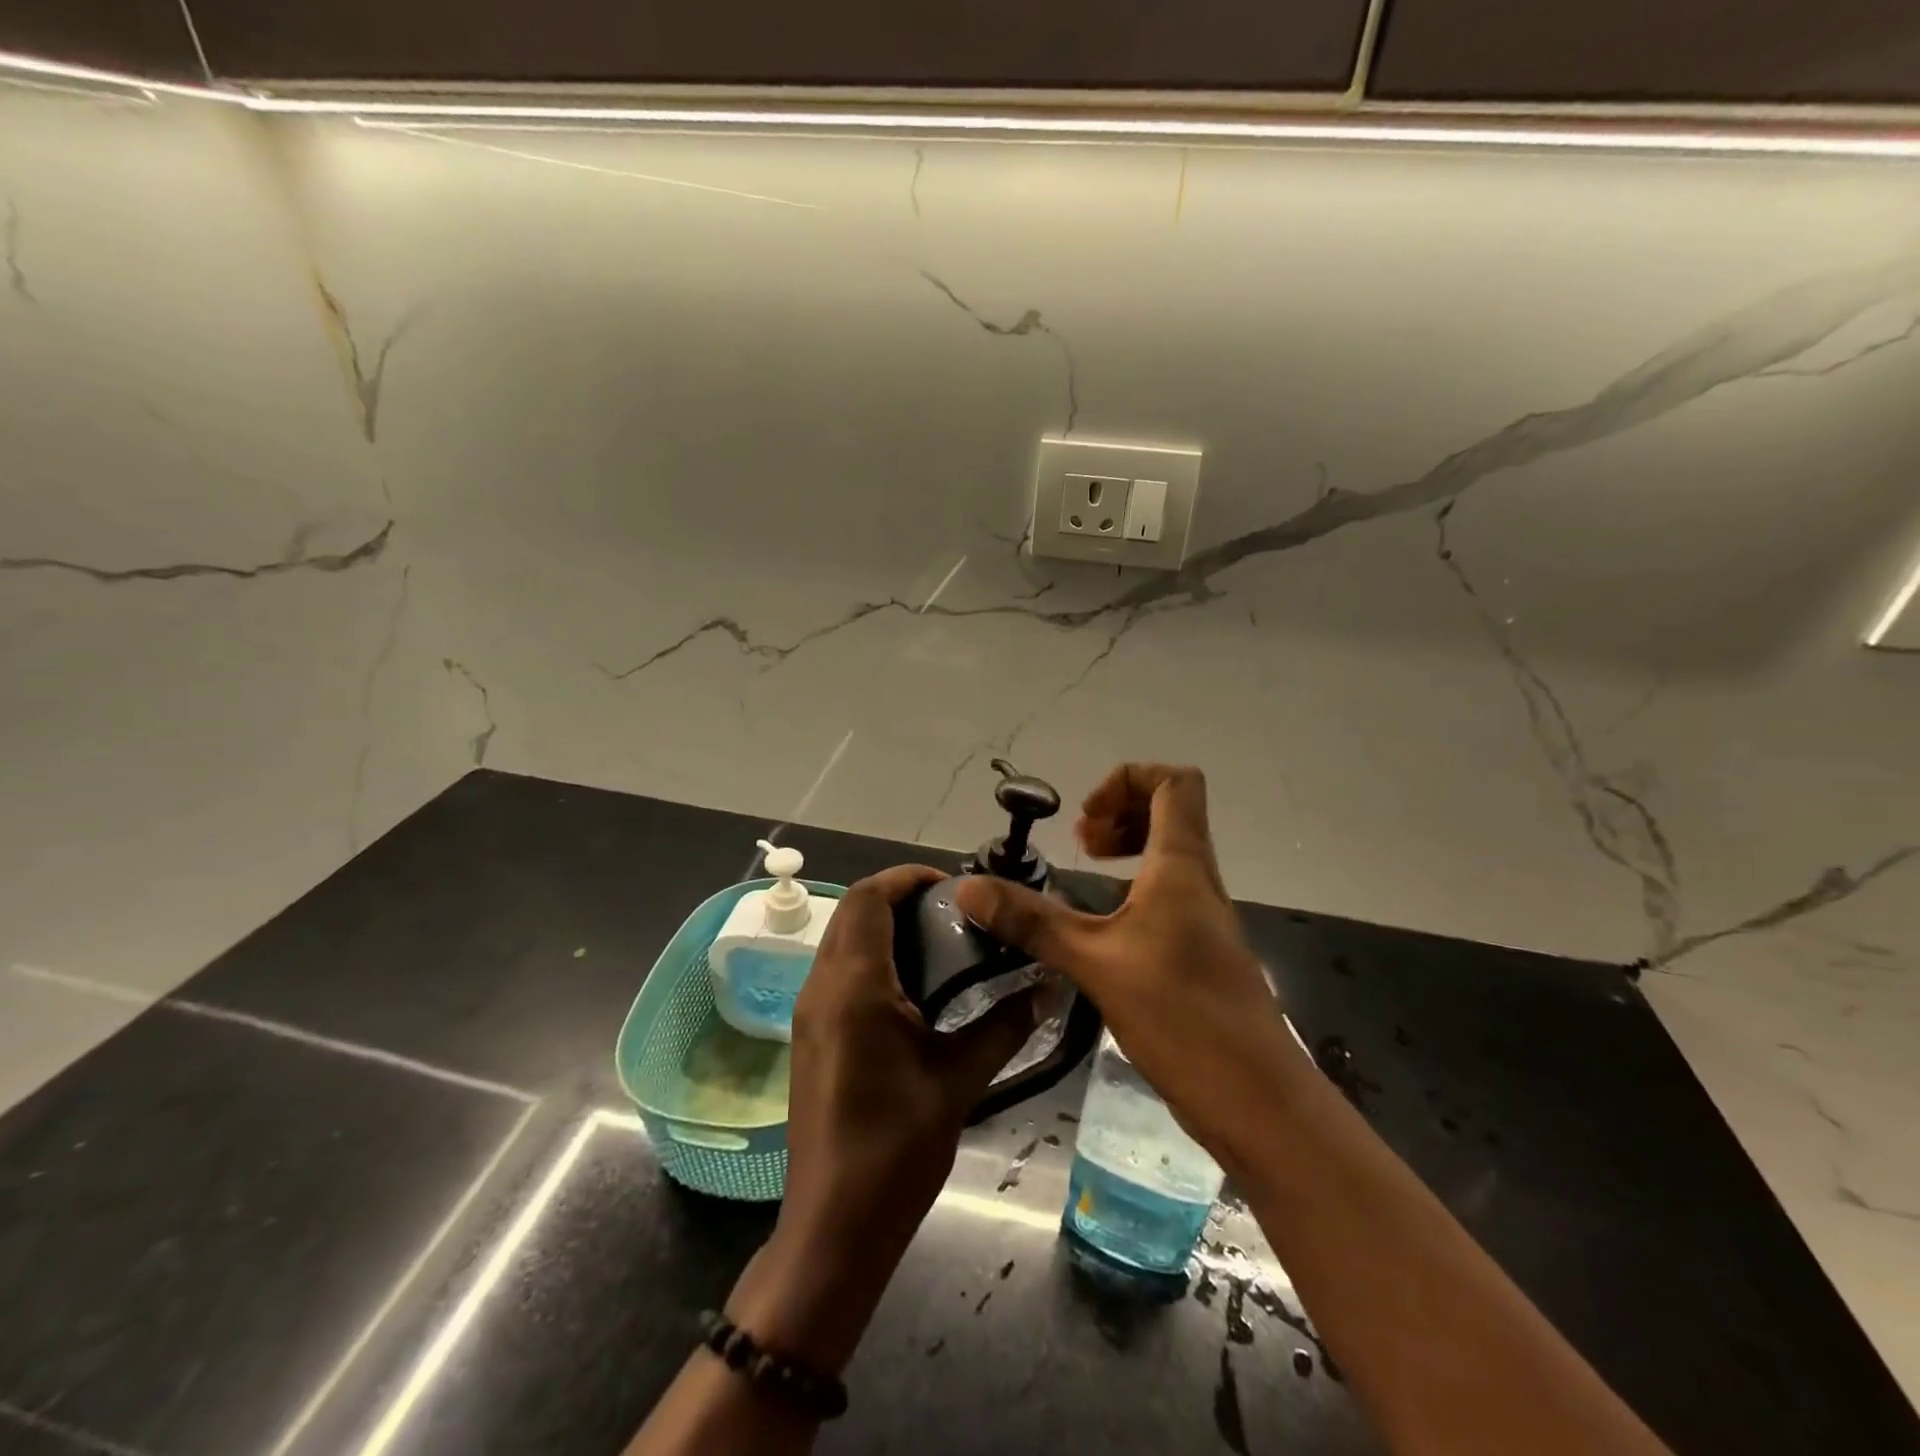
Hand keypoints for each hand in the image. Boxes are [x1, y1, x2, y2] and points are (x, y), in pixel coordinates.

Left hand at [740, 864, 1039, 1372]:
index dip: (908, 878)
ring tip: (941, 942)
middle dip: (899, 897)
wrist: (834, 1225)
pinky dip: (872, 956)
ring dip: (884, 926)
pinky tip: (915, 987)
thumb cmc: (896, 1149)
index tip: (953, 885)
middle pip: (853, 911)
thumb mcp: (959, 1080)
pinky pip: (838, 970)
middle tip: (954, 912)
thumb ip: (1005, 1025)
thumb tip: (1052, 986)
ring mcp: (810, 1012)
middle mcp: (822, 986)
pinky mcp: (811, 1034)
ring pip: (842, 939)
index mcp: (853, 986)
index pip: (869, 898)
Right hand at [954, 764, 1286, 1167]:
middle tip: (1081, 844)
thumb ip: (1032, 922)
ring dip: (1127, 850)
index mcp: (1182, 865)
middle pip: (1171, 811)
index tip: (1085, 821)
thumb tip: (967, 888)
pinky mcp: (1201, 952)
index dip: (1128, 780)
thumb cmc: (1181, 1016)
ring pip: (1170, 854)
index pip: (1174, 782)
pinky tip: (1103, 928)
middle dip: (1120, 812)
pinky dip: (1134, 889)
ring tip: (1086, 874)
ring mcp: (1205, 917)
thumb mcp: (1095, 962)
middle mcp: (1199, 880)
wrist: (1258, 1100)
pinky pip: (1168, 894)